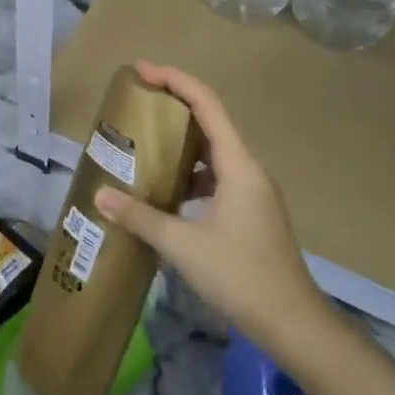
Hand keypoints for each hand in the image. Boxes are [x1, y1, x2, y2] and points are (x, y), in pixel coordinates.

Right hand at [94, 62, 329, 351]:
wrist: (293, 324)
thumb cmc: (240, 276)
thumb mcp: (183, 245)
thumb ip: (140, 217)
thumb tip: (101, 194)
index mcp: (238, 165)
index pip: (207, 104)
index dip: (175, 80)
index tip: (142, 70)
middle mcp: (249, 170)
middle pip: (211, 123)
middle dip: (174, 108)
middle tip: (137, 104)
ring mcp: (254, 193)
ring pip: (214, 153)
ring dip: (181, 144)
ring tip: (144, 146)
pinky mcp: (251, 214)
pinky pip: (217, 178)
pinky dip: (190, 175)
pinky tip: (166, 193)